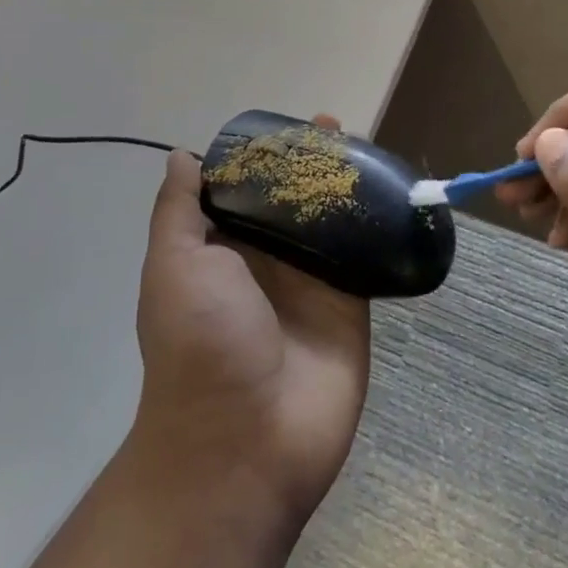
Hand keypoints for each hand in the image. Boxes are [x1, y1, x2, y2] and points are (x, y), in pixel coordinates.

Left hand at [131, 115, 370, 520]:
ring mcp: (311, 280)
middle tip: (334, 126)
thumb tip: (181, 156)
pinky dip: (377, 224)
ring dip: (346, 185)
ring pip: (331, 219)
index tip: (285, 125)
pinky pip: (365, 253)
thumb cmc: (200, 342)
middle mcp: (267, 259)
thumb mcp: (174, 265)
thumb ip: (179, 210)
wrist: (244, 442)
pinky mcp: (350, 302)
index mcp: (223, 247)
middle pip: (292, 197)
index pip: (245, 187)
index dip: (263, 155)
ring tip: (365, 147)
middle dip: (311, 162)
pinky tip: (393, 190)